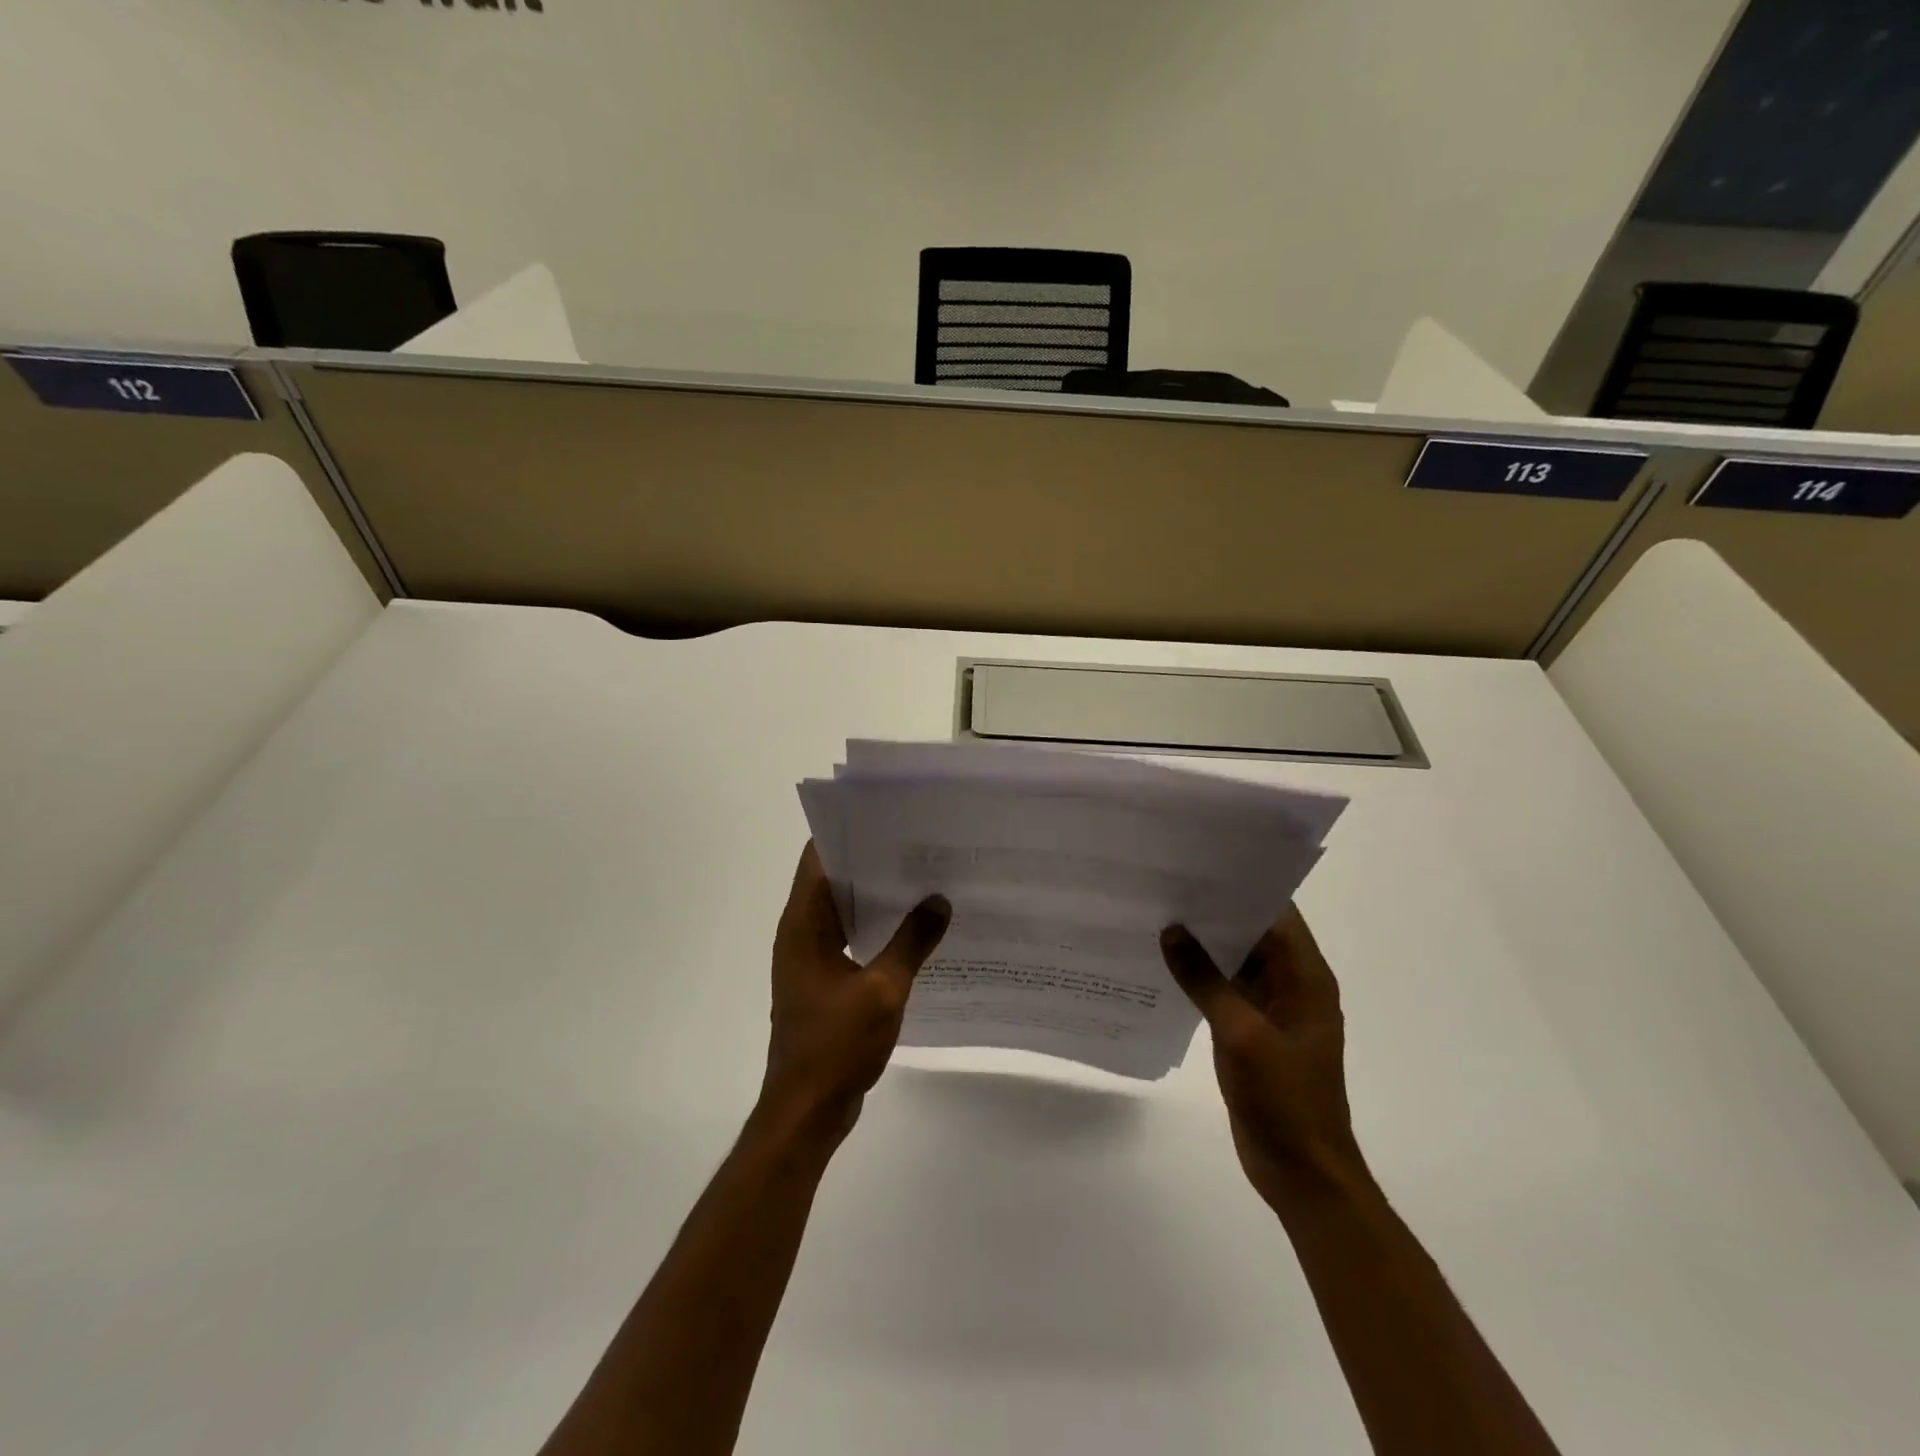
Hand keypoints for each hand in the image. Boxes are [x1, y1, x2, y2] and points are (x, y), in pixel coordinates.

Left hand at [761, 843, 950, 1147]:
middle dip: (874, 862)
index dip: (849, 832)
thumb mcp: (883, 990)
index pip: (819, 858)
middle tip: (920, 845)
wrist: (807, 1110)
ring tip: (924, 879)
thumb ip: (912, 942)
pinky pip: (852, 940)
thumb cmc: (836, 1045)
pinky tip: (915, 930)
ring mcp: (812, 959)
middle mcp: (802, 933)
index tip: (889, 817)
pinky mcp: (825, 982)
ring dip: (878, 897)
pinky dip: (877, 929)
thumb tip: (939, 901)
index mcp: (803, 925)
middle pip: (835, 880)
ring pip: (845, 911)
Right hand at [1161, 908, 1365, 1202]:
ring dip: (1204, 943)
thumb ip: (1205, 979)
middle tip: (1166, 884)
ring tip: (1157, 913)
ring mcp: (1271, 1009)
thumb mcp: (1241, 1034)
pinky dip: (1200, 976)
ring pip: (1236, 961)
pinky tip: (1164, 963)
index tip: (1199, 863)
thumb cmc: (1284, 1099)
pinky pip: (1225, 990)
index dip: (1243, 886)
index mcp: (1305, 977)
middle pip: (1254, 933)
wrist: (1303, 1174)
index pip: (1277, 913)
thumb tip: (1171, 930)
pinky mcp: (1252, 1031)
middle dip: (1215, 911)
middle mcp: (1291, 985)